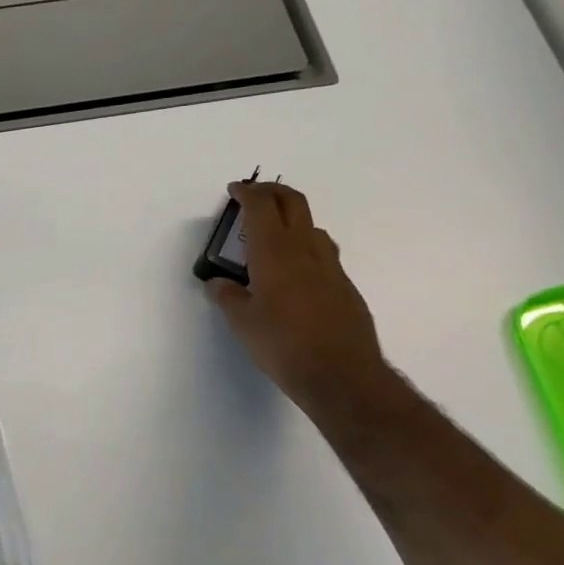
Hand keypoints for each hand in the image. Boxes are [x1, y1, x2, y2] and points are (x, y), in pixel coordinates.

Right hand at [208, 180, 390, 414]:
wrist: (341, 374)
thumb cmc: (282, 345)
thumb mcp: (243, 323)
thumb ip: (228, 297)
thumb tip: (218, 283)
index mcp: (274, 253)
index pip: (261, 207)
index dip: (247, 193)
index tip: (235, 190)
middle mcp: (305, 250)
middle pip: (293, 202)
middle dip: (273, 191)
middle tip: (255, 195)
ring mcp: (330, 266)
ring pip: (312, 226)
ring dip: (292, 219)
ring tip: (274, 234)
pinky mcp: (345, 286)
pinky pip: (323, 253)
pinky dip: (305, 246)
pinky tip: (296, 271)